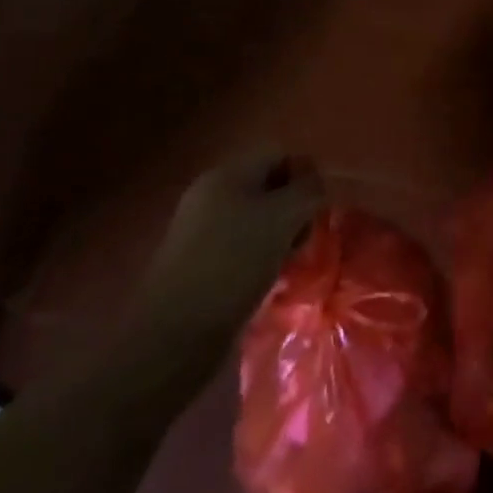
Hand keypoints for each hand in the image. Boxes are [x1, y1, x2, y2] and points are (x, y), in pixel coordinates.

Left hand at [141, 148, 324, 337]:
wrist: (173, 338)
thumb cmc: (233, 264)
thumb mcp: (283, 218)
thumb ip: (308, 192)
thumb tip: (317, 185)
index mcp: (226, 173)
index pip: (277, 154)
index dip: (304, 174)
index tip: (318, 208)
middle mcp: (209, 195)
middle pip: (265, 188)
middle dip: (292, 209)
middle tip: (304, 239)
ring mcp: (199, 232)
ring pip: (253, 221)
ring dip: (277, 238)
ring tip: (288, 265)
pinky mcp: (196, 267)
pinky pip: (238, 250)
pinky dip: (258, 261)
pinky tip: (267, 283)